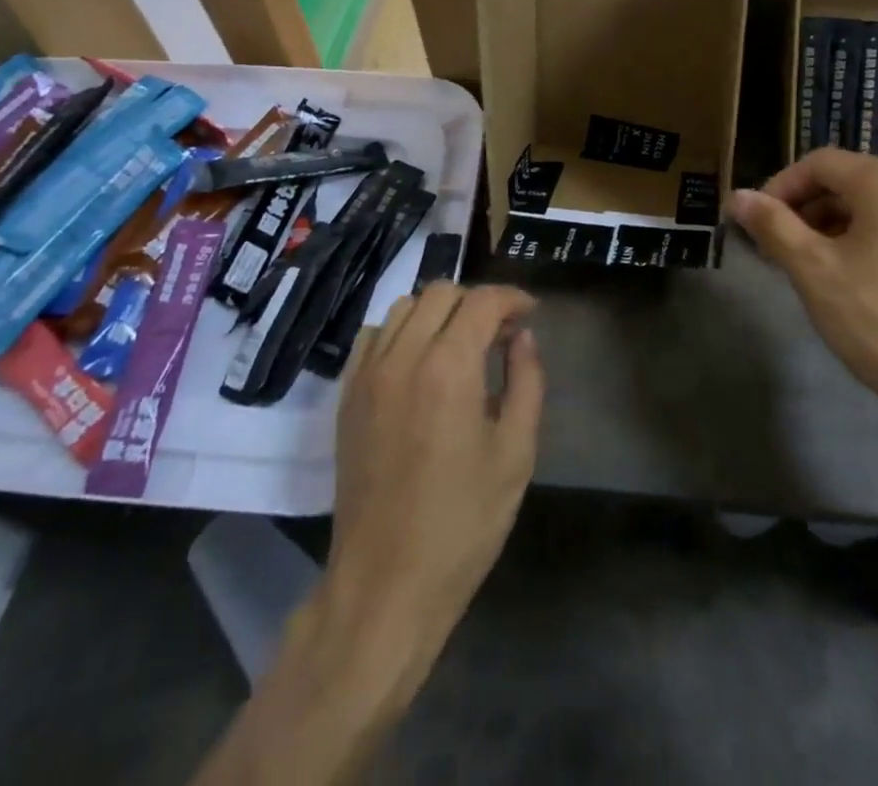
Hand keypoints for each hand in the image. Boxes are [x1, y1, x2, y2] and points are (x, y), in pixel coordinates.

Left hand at [321, 282, 543, 676]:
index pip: (481, 301)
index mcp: (448, 368)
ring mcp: (367, 374)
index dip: (511, 297)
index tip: (531, 312)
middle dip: (477, 301)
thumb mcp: (515, 454)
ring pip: (404, 307)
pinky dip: (401, 330)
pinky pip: (373, 335)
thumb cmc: (462, 523)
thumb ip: (527, 382)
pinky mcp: (347, 396)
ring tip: (462, 343)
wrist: (385, 584)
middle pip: (440, 292)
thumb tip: (523, 337)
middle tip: (501, 332)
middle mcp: (402, 356)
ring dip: (439, 311)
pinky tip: (419, 361)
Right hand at [727, 148, 877, 443]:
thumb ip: (772, 226)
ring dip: (826, 226)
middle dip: (801, 209)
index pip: (818, 163)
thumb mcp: (813, 271)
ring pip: (867, 206)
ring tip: (802, 266)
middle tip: (772, 248)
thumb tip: (737, 196)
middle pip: (844, 181)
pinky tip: (842, 279)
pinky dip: (857, 240)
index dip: (778, 188)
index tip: (754, 223)